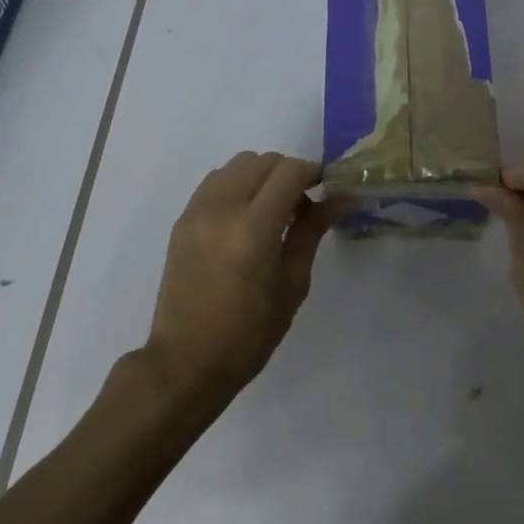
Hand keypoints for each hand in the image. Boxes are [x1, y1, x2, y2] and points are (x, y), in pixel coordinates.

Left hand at [143, 151, 335, 400]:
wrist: (185, 363)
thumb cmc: (249, 333)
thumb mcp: (292, 285)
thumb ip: (313, 232)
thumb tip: (341, 199)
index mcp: (253, 229)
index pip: (289, 172)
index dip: (314, 172)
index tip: (329, 188)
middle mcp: (221, 209)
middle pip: (263, 161)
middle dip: (289, 173)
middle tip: (303, 206)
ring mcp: (196, 212)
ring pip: (237, 164)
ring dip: (261, 176)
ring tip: (272, 210)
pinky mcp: (182, 220)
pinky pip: (215, 181)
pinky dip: (237, 185)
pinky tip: (245, 218)